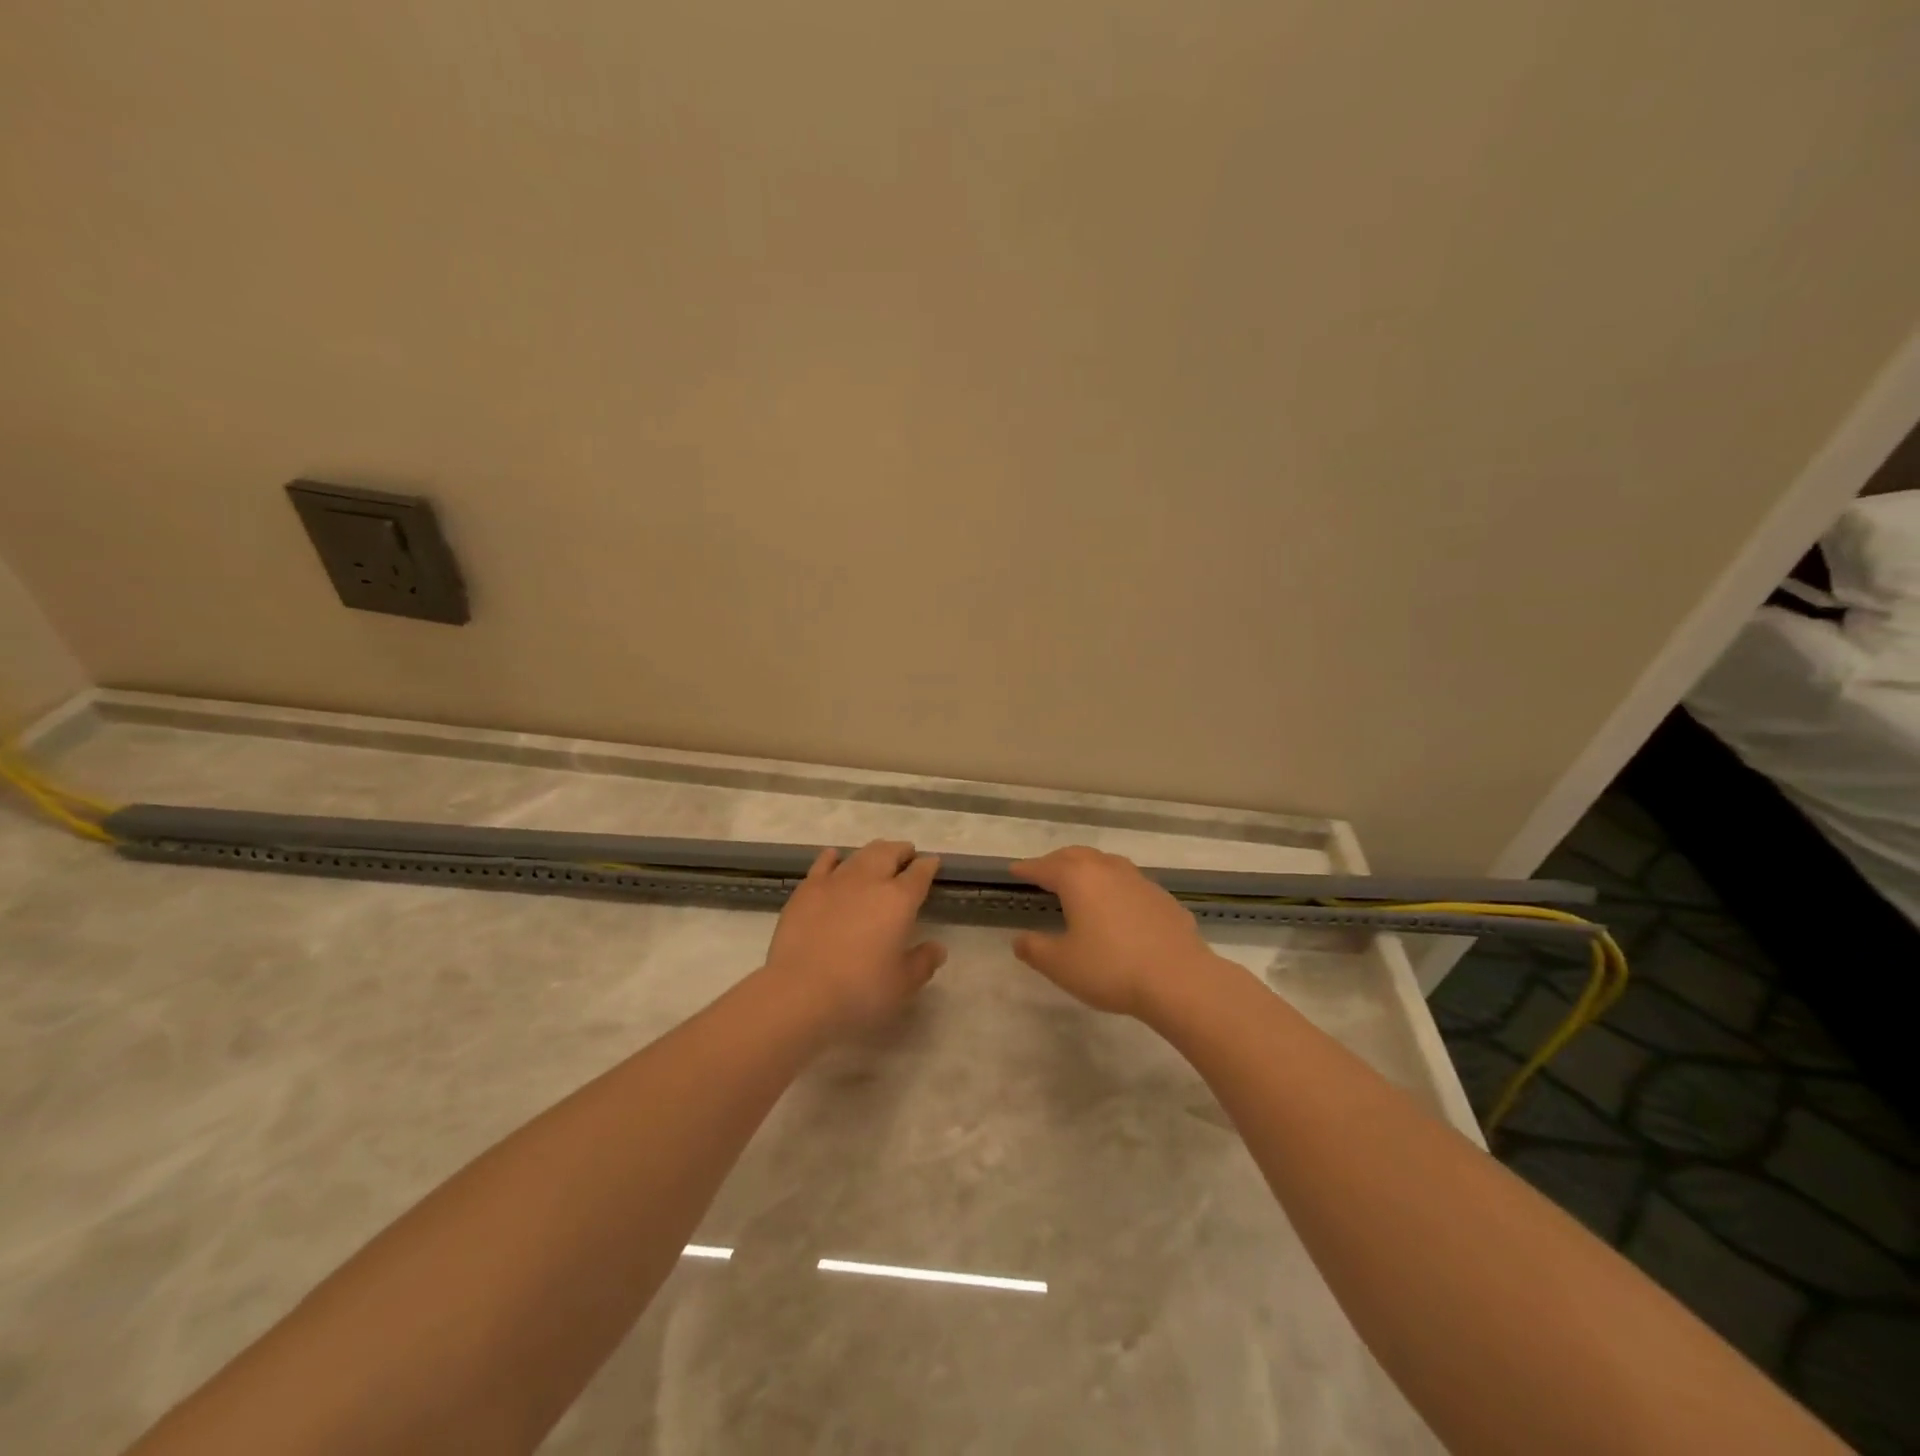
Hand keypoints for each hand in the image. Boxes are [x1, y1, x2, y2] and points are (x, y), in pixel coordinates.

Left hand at [763, 840, 946, 1035]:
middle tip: (906, 854)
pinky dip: (834, 858)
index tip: (932, 863)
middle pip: (889, 853)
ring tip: (878, 855)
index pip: (919, 874)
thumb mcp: (903, 984)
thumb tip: (937, 948)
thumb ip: (923, 962)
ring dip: (873, 852)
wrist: (800, 991)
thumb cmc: (860, 990)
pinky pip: (823, 863)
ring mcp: (835, 881)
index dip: (928, 866)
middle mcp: (869, 881)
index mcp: (899, 900)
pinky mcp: (807, 890)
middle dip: (901, 851)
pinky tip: (834, 858)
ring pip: (859, 854)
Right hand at [1009, 846, 1217, 1019]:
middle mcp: (1108, 870)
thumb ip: (1035, 949)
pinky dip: (1115, 886)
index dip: (1027, 869)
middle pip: (1077, 856)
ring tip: (1080, 882)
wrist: (1179, 980)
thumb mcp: (1061, 965)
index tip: (1014, 871)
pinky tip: (1118, 906)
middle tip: (1044, 872)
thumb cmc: (1111, 968)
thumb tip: (1019, 940)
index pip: (1045, 867)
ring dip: (1088, 868)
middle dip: (1056, 861)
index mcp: (1078, 878)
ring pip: (1106, 863)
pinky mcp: (1163, 898)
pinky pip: (1130, 883)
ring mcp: (1139, 881)